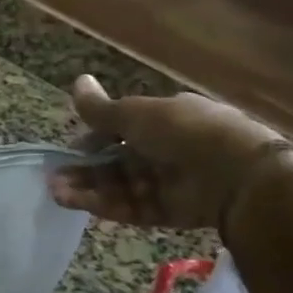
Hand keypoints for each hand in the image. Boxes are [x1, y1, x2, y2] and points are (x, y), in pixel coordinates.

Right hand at [49, 74, 290, 228]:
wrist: (237, 176)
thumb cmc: (184, 132)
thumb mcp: (137, 114)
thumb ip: (101, 109)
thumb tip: (77, 81)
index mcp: (163, 121)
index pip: (121, 130)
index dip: (94, 139)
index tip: (73, 148)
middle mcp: (164, 151)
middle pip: (115, 162)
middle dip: (84, 169)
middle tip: (55, 177)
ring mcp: (165, 183)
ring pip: (117, 186)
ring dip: (86, 188)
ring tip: (57, 192)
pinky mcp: (165, 211)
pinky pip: (129, 207)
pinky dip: (101, 205)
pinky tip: (74, 202)